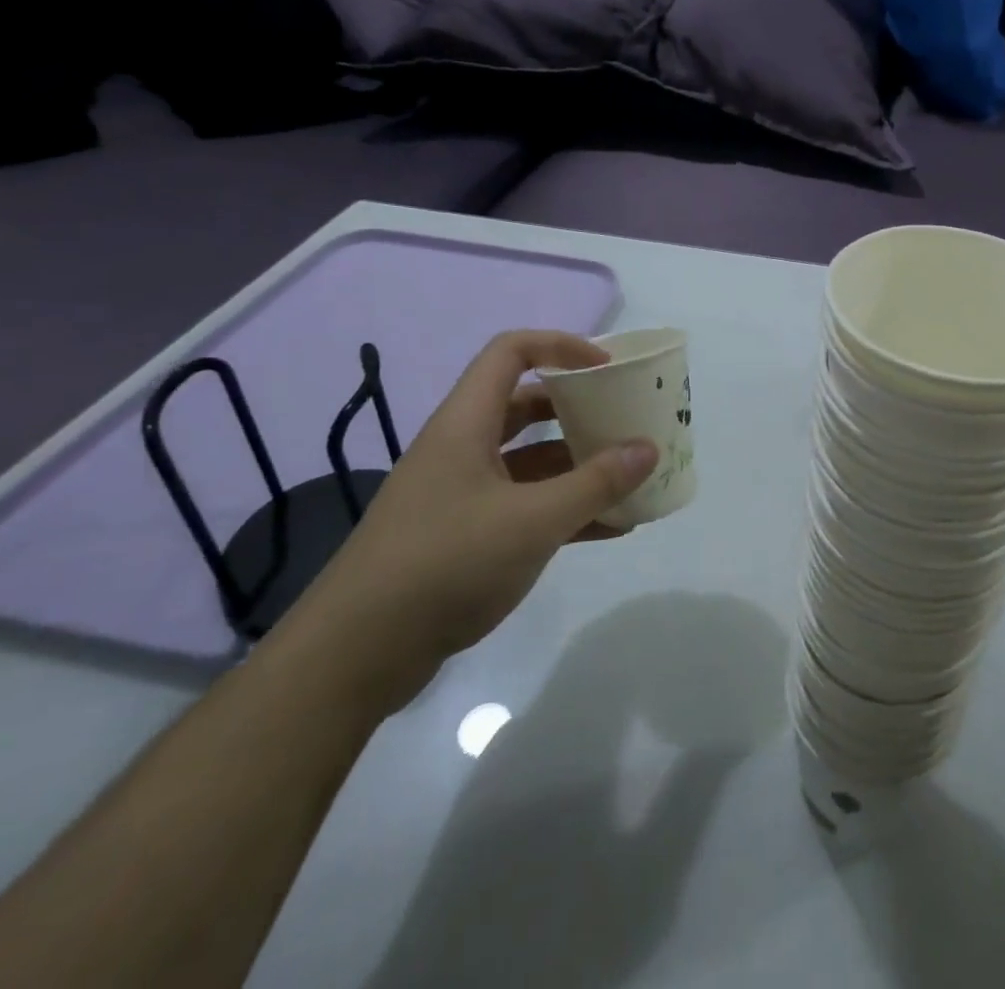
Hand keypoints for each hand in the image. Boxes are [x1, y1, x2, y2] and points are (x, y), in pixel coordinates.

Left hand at [288, 331, 658, 710]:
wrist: (355, 656)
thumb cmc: (445, 564)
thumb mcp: (533, 521)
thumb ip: (595, 483)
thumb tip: (648, 448)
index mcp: (466, 423)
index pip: (511, 352)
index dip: (561, 347)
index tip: (607, 369)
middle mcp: (462, 448)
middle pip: (526, 405)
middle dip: (579, 409)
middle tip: (624, 421)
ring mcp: (461, 494)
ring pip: (530, 460)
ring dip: (578, 465)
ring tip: (631, 479)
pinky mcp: (463, 536)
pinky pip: (524, 505)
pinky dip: (564, 509)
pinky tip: (610, 528)